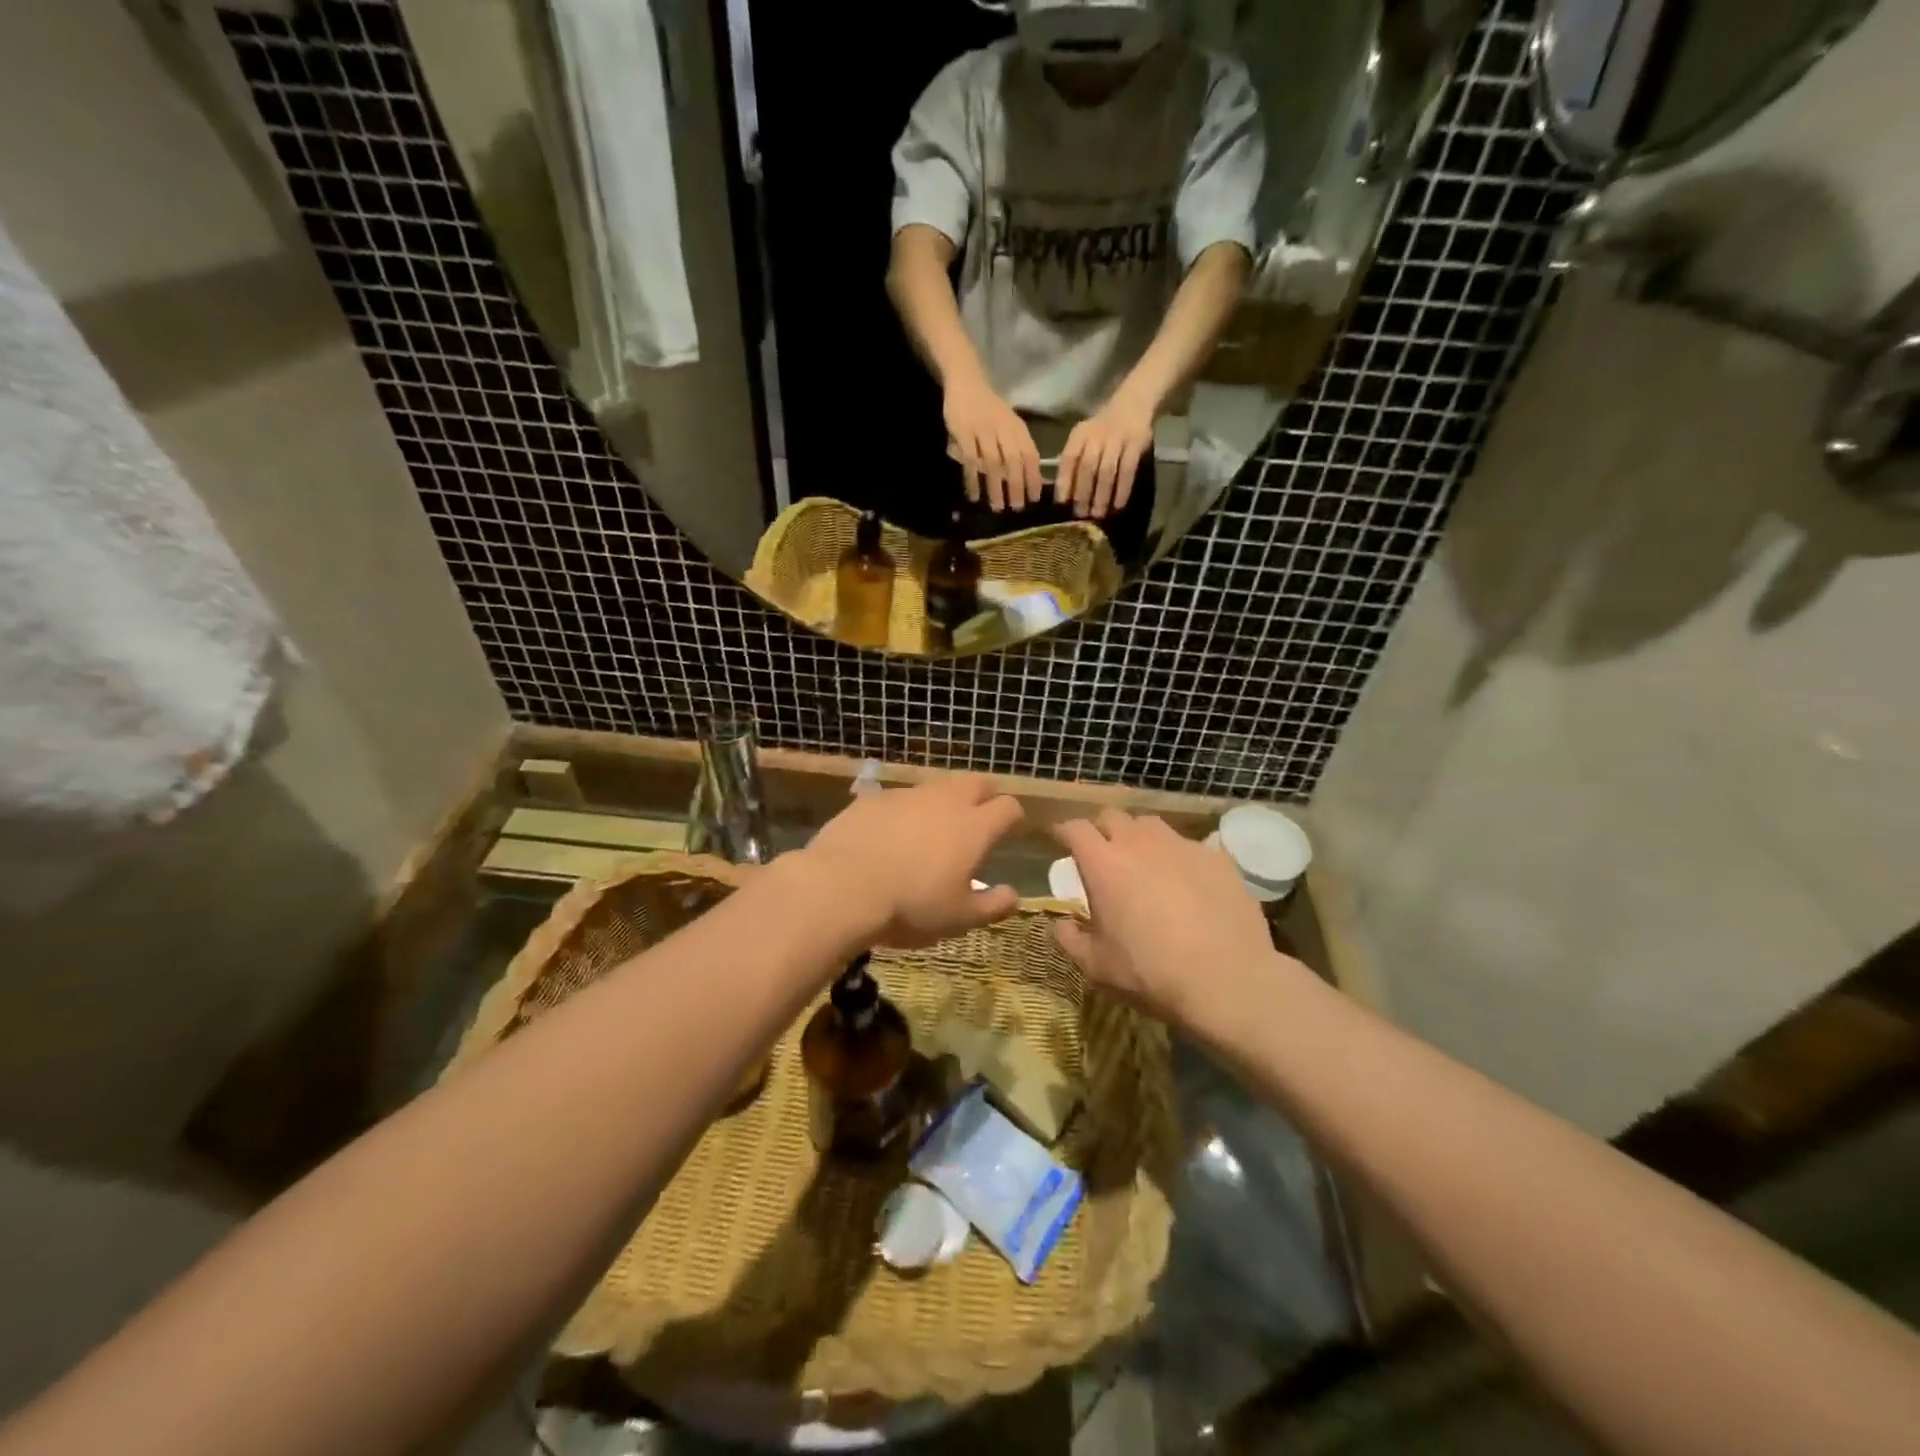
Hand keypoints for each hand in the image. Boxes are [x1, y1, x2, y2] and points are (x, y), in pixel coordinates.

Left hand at [803, 775, 1024, 947]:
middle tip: (978, 819)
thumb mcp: (959, 919)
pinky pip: (899, 798)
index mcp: (974, 827)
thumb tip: (1014, 896)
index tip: (1010, 831)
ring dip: (943, 801)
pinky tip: (891, 834)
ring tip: (933, 828)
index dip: (1013, 818)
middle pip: (977, 782)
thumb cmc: (911, 906)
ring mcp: (907, 795)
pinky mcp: (873, 798)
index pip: (1008, 807)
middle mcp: (946, 800)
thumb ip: (992, 906)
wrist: (842, 888)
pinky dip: (904, 811)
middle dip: (984, 796)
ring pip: (936, 786)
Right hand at [944, 374, 1042, 511]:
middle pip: (1014, 461)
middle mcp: (1003, 428)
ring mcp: (982, 430)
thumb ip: (1014, 446)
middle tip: (1017, 508)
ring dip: (996, 487)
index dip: (1034, 476)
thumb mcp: (1007, 423)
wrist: (966, 382)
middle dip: (1017, 486)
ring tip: (997, 507)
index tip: (1035, 498)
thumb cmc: (989, 407)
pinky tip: (974, 495)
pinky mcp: (963, 433)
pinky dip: (973, 479)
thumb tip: (1023, 479)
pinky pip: (970, 460)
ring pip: (993, 463)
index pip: (1030, 454)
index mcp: (1016, 427)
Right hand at [1051, 810, 1284, 1029]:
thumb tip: (1062, 924)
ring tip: (1145, 862)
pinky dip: (1180, 858)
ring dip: (1140, 837)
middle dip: (1102, 830)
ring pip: (1152, 825)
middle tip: (1102, 854)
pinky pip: (1190, 846)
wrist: (1227, 980)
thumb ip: (1071, 940)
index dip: (1064, 832)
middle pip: (1112, 816)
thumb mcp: (1096, 967)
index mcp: (1104, 863)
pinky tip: (1188, 883)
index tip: (1060, 842)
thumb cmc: (1150, 973)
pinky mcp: (1218, 858)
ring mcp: (1182, 846)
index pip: (1075, 829)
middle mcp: (1140, 843)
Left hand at [1056, 387, 1154, 519]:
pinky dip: (1123, 489)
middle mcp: (1097, 436)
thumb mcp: (1084, 438)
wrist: (1132, 405)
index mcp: (1080, 435)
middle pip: (1088, 468)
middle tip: (1081, 515)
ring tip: (1098, 514)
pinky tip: (1118, 505)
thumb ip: (1074, 461)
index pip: (1069, 459)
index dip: (1065, 481)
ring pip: (1107, 471)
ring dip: (1102, 495)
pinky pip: (1128, 470)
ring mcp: (1117, 439)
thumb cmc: (1102, 430)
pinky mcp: (1136, 444)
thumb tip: (1064, 495)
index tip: (1062, 503)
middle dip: (1083, 493)